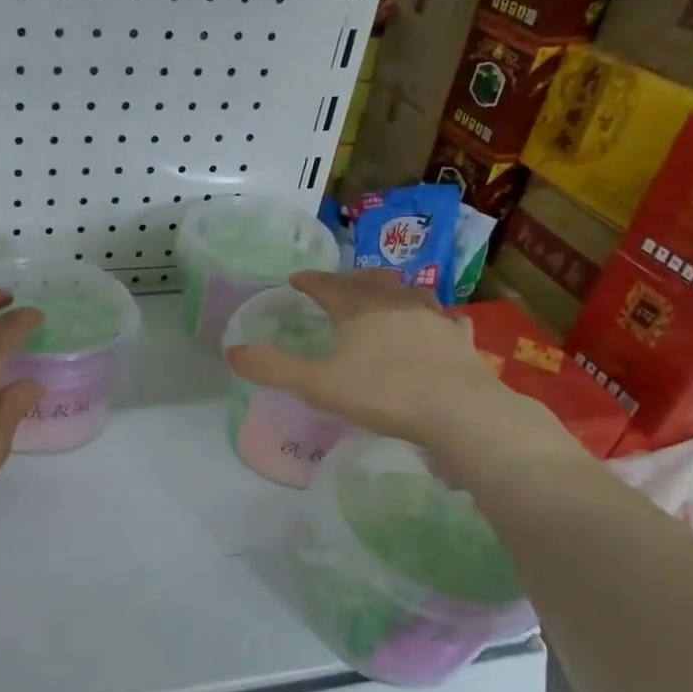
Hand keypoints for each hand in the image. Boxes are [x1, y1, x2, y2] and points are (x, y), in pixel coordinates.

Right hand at [225, 270, 584, 487]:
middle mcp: (396, 303)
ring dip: (392, 290)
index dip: (310, 281)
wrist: (459, 412)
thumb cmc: (383, 394)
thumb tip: (232, 352)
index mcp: (359, 309)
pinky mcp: (460, 339)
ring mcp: (433, 318)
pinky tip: (437, 324)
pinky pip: (446, 318)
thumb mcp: (317, 385)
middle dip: (351, 279)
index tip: (296, 279)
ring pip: (409, 292)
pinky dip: (434, 316)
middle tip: (339, 285)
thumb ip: (274, 368)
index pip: (328, 285)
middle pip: (370, 280)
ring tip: (385, 296)